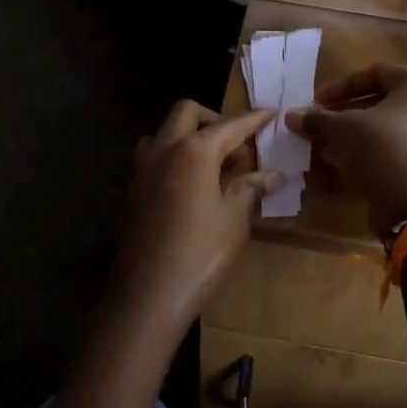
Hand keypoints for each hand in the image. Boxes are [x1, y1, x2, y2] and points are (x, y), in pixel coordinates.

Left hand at [103, 101, 279, 338]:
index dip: (253, 119)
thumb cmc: (200, 254)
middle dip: (214, 119)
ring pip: (164, 133)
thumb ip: (251, 188)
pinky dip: (174, 157)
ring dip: (188, 136)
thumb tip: (274, 175)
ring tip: (213, 165)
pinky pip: (154, 158)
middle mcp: (163, 150)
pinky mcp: (132, 191)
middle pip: (187, 113)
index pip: (230, 126)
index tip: (271, 113)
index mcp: (193, 151)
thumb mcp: (234, 220)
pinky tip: (191, 185)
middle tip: (237, 145)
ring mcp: (142, 170)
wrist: (147, 295)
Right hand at [285, 65, 406, 237]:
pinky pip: (400, 147)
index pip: (374, 74)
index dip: (340, 88)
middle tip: (321, 125)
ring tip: (328, 145)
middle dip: (347, 113)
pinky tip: (347, 163)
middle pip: (383, 101)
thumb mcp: (345, 129)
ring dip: (357, 134)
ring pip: (390, 127)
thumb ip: (318, 119)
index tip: (316, 104)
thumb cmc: (384, 149)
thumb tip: (290, 116)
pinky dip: (374, 151)